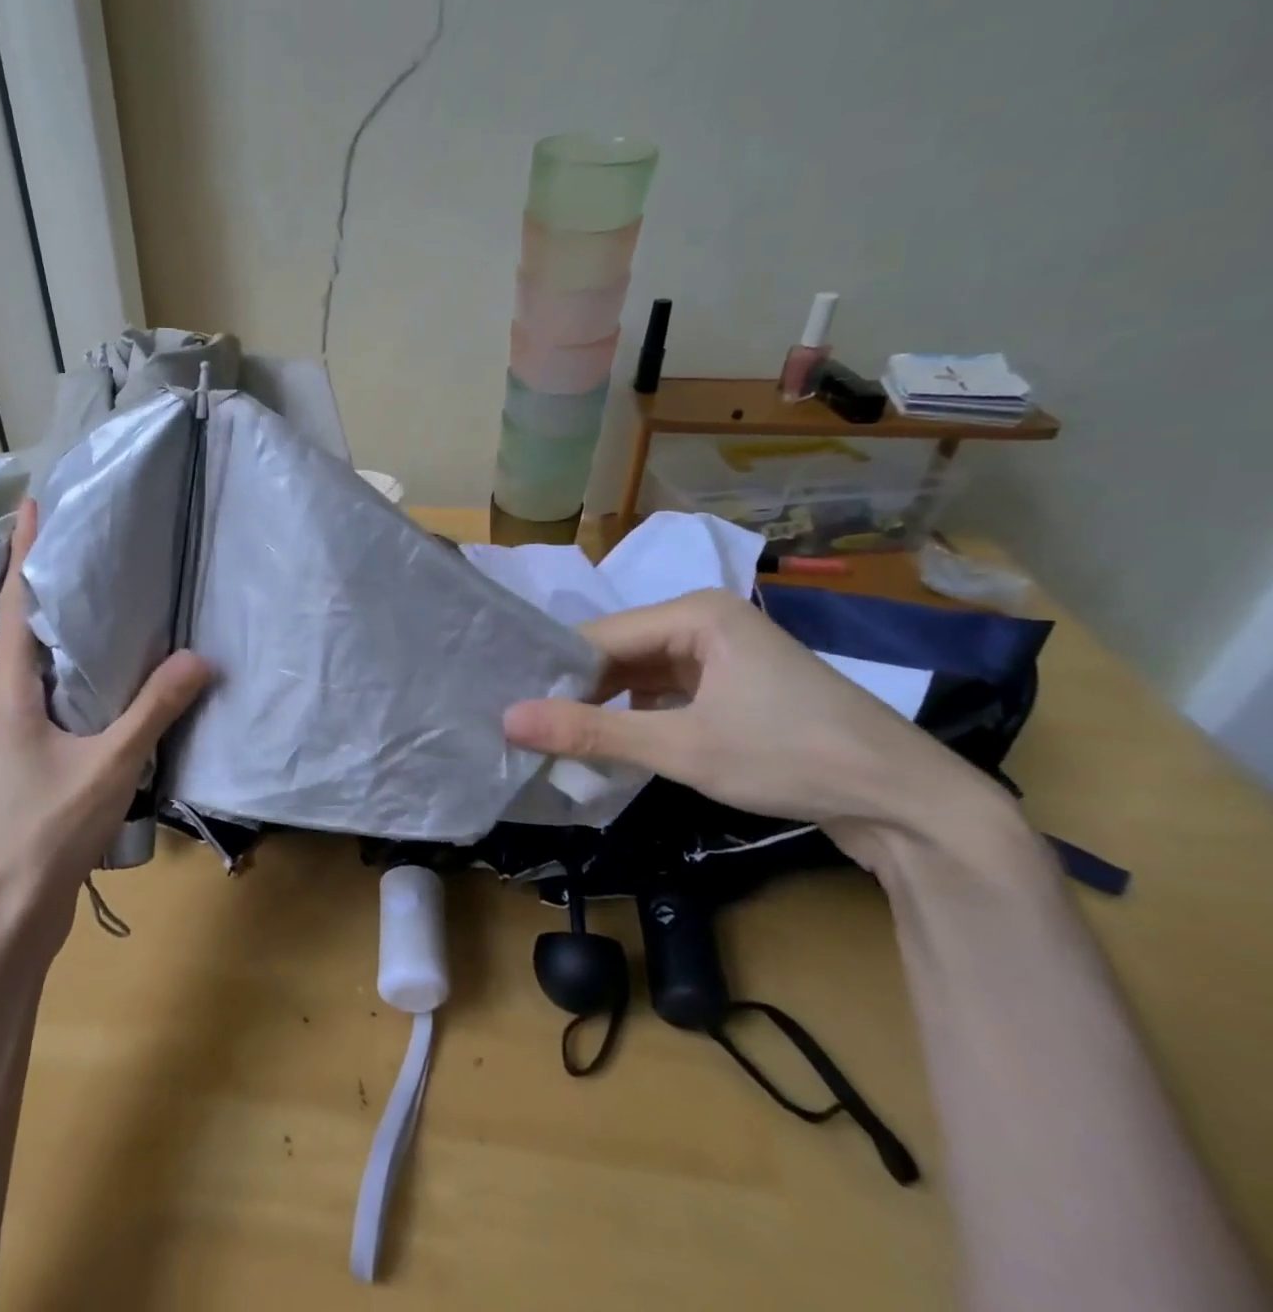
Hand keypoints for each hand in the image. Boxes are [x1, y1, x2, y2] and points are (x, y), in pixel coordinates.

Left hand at [0, 499, 212, 919]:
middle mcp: (10, 698)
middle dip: (49, 575)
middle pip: (26, 622)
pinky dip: (84, 661)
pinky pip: (61, 687)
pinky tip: (119, 664)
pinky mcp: (39, 748)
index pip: (15, 604)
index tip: (35, 505)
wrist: (16, 907)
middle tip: (89, 535)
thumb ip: (155, 708)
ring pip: (44, 656)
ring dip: (67, 619)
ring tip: (107, 585)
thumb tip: (201, 657)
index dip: (23, 552)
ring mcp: (22, 725)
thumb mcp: (111, 763)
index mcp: (12, 690)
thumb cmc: (51, 830)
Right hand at [503, 588, 1002, 831]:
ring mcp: (723, 654)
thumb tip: (507, 720)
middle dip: (578, 692)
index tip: (511, 709)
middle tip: (526, 729)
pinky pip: (667, 693)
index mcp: (695, 613)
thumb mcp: (683, 748)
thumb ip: (591, 733)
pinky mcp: (734, 687)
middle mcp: (705, 621)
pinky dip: (639, 718)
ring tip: (554, 739)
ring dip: (606, 708)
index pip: (599, 637)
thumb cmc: (791, 757)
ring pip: (641, 676)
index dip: (553, 674)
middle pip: (619, 653)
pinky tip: (609, 745)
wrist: (909, 803)